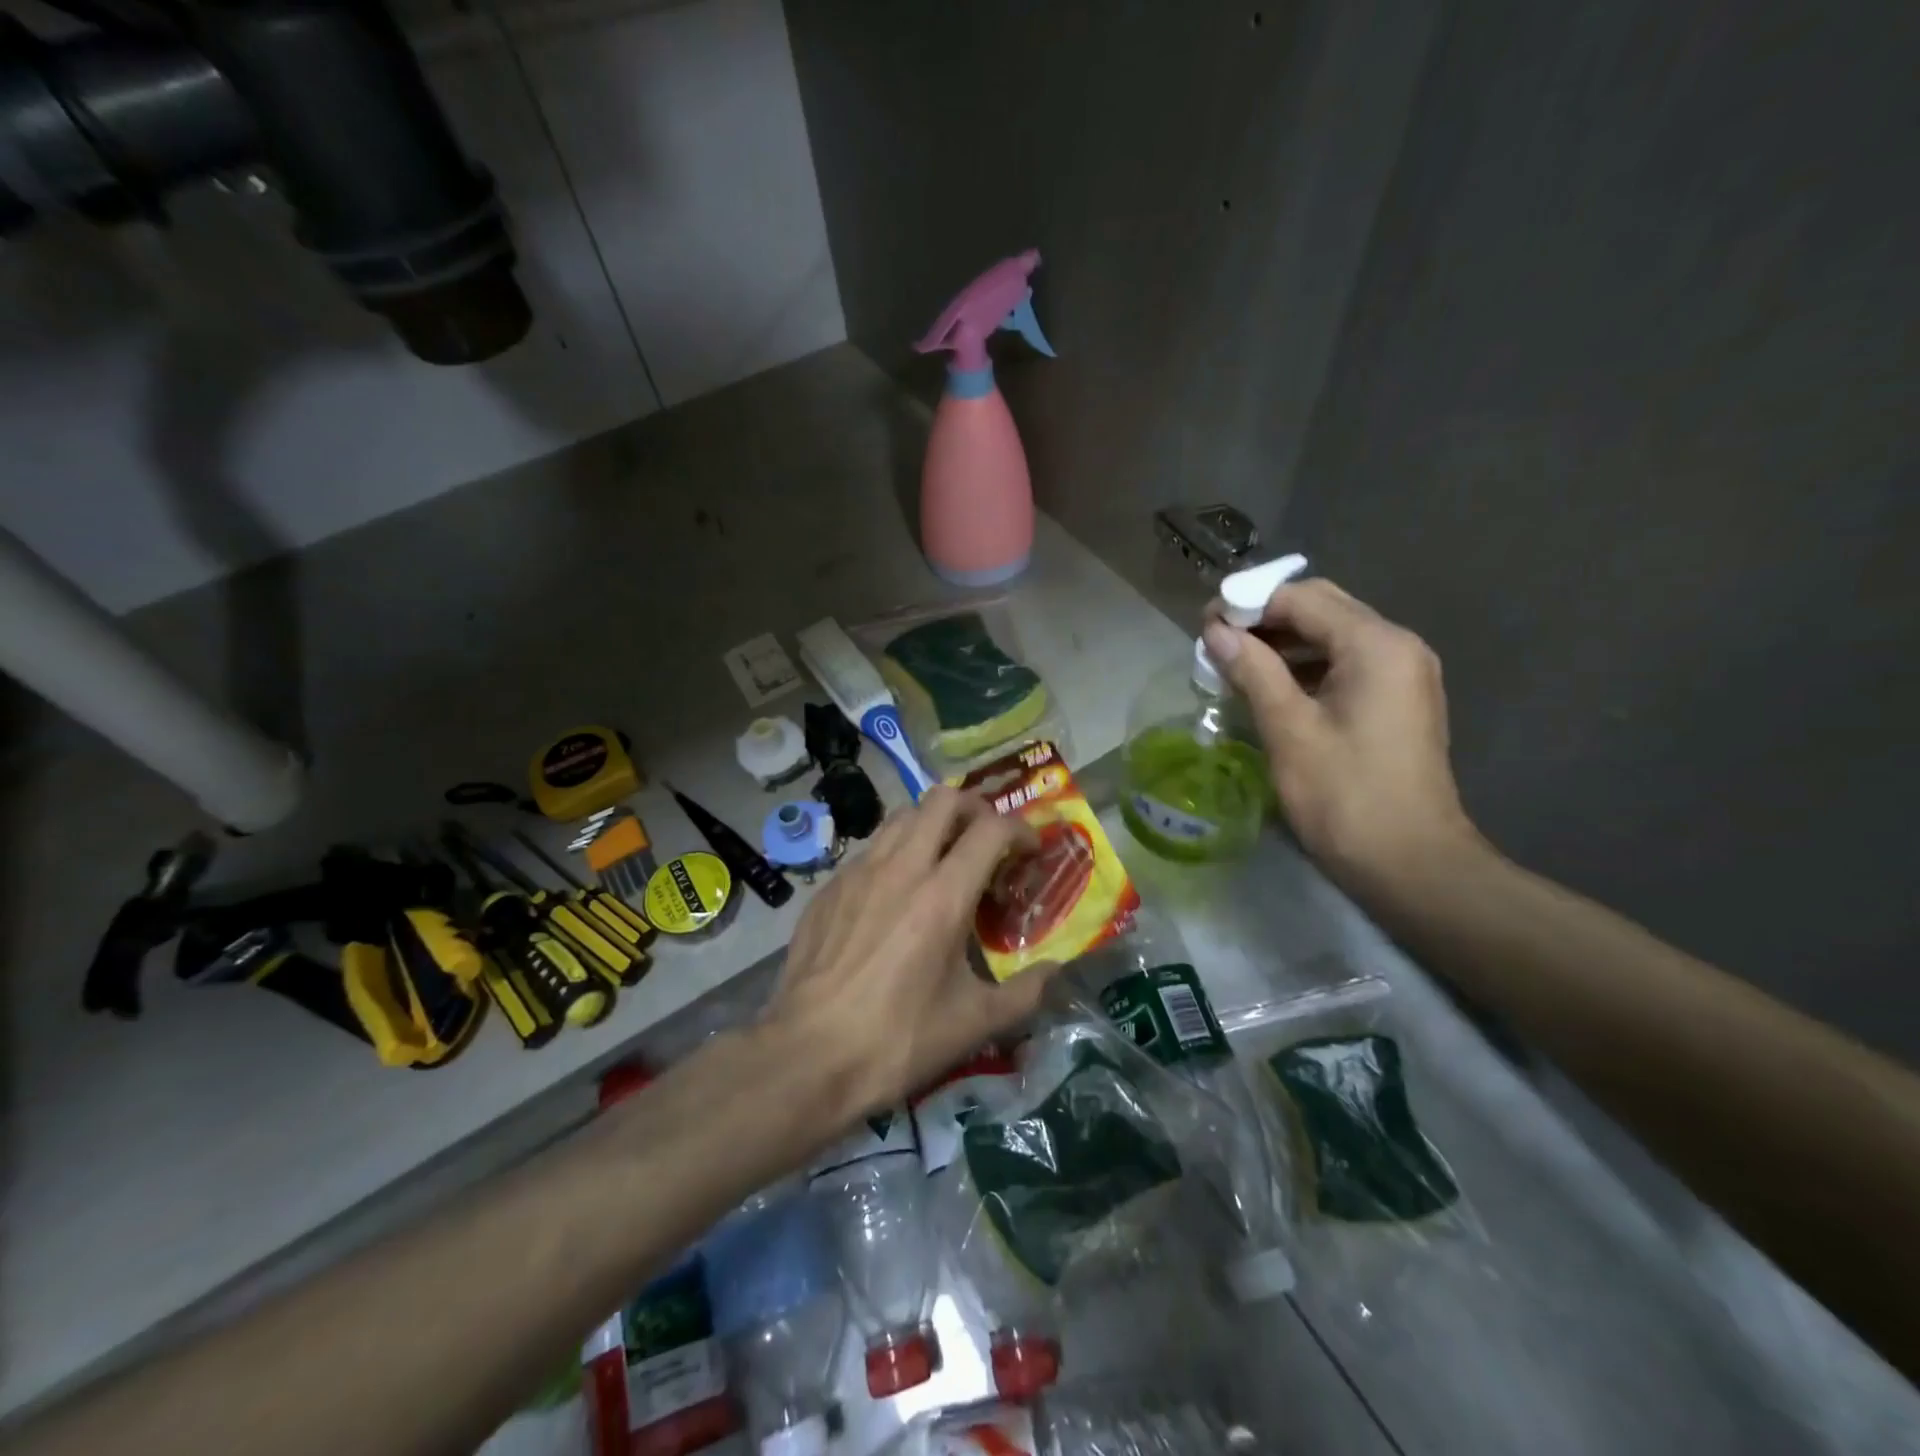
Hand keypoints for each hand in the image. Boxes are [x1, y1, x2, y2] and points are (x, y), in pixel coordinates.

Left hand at [763, 786, 1056, 1118]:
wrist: (806, 1056)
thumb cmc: (897, 1040)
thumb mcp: (973, 1024)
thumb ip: (1024, 993)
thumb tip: (1055, 970)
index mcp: (943, 895)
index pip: (991, 828)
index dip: (1020, 830)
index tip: (1029, 853)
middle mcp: (901, 868)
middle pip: (943, 799)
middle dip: (975, 809)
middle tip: (987, 842)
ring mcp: (858, 871)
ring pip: (903, 816)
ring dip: (933, 825)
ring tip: (944, 861)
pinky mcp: (829, 886)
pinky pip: (871, 849)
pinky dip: (897, 853)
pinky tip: (897, 895)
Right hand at [1202, 579, 1478, 886]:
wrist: (1411, 863)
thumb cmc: (1345, 796)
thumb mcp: (1289, 729)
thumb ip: (1252, 670)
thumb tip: (1215, 631)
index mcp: (1376, 645)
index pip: (1302, 598)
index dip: (1249, 603)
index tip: (1204, 623)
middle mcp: (1397, 646)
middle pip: (1323, 608)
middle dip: (1266, 617)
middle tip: (1216, 639)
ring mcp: (1403, 673)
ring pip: (1333, 635)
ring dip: (1283, 641)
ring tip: (1234, 663)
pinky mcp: (1398, 700)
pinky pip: (1345, 663)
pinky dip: (1305, 666)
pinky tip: (1270, 686)